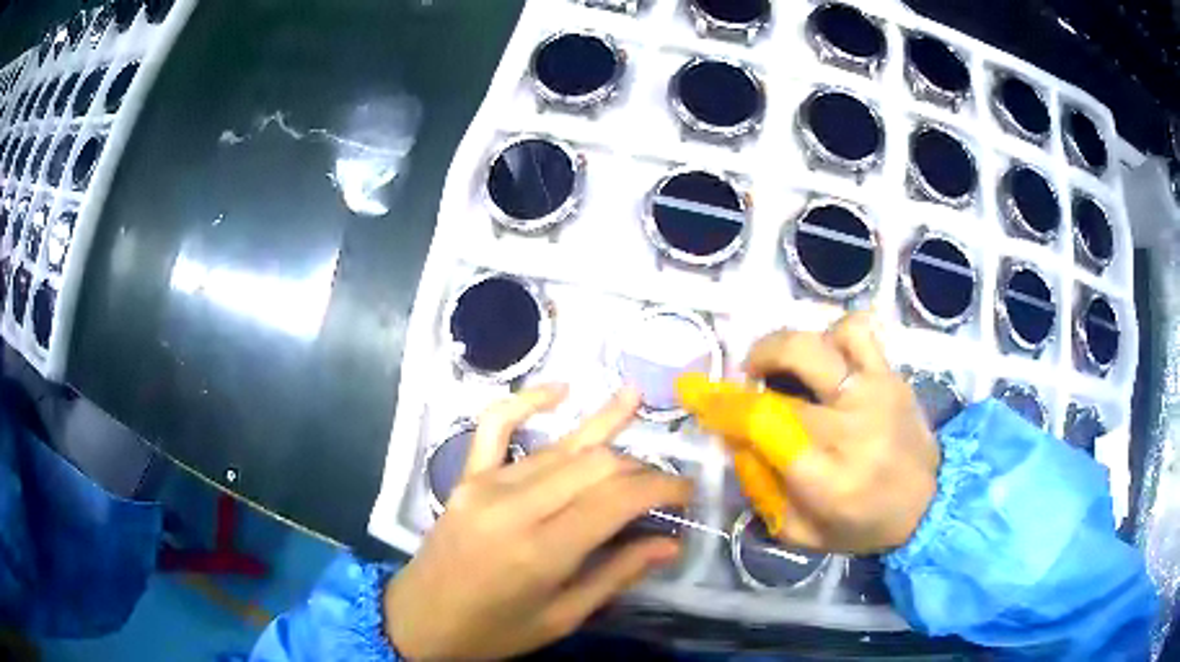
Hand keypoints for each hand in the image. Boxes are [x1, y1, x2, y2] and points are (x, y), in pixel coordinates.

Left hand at [385, 385, 691, 660]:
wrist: (420, 621)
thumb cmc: (494, 632)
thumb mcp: (561, 618)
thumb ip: (616, 576)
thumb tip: (670, 543)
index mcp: (541, 551)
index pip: (617, 499)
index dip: (662, 488)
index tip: (687, 492)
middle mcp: (514, 506)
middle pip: (595, 465)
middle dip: (639, 467)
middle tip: (663, 483)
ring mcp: (485, 484)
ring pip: (560, 446)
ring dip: (603, 429)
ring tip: (637, 399)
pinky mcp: (465, 476)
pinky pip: (494, 425)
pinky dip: (528, 401)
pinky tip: (561, 389)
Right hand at [739, 312, 940, 553]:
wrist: (927, 503)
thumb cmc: (860, 525)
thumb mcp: (799, 531)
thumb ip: (761, 489)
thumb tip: (736, 438)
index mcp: (826, 477)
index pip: (763, 424)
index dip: (722, 404)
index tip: (696, 393)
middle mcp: (851, 428)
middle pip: (784, 380)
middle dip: (750, 375)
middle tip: (746, 383)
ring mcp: (875, 394)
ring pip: (819, 344)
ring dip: (786, 349)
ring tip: (782, 367)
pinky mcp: (892, 376)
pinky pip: (859, 331)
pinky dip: (833, 334)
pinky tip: (826, 356)